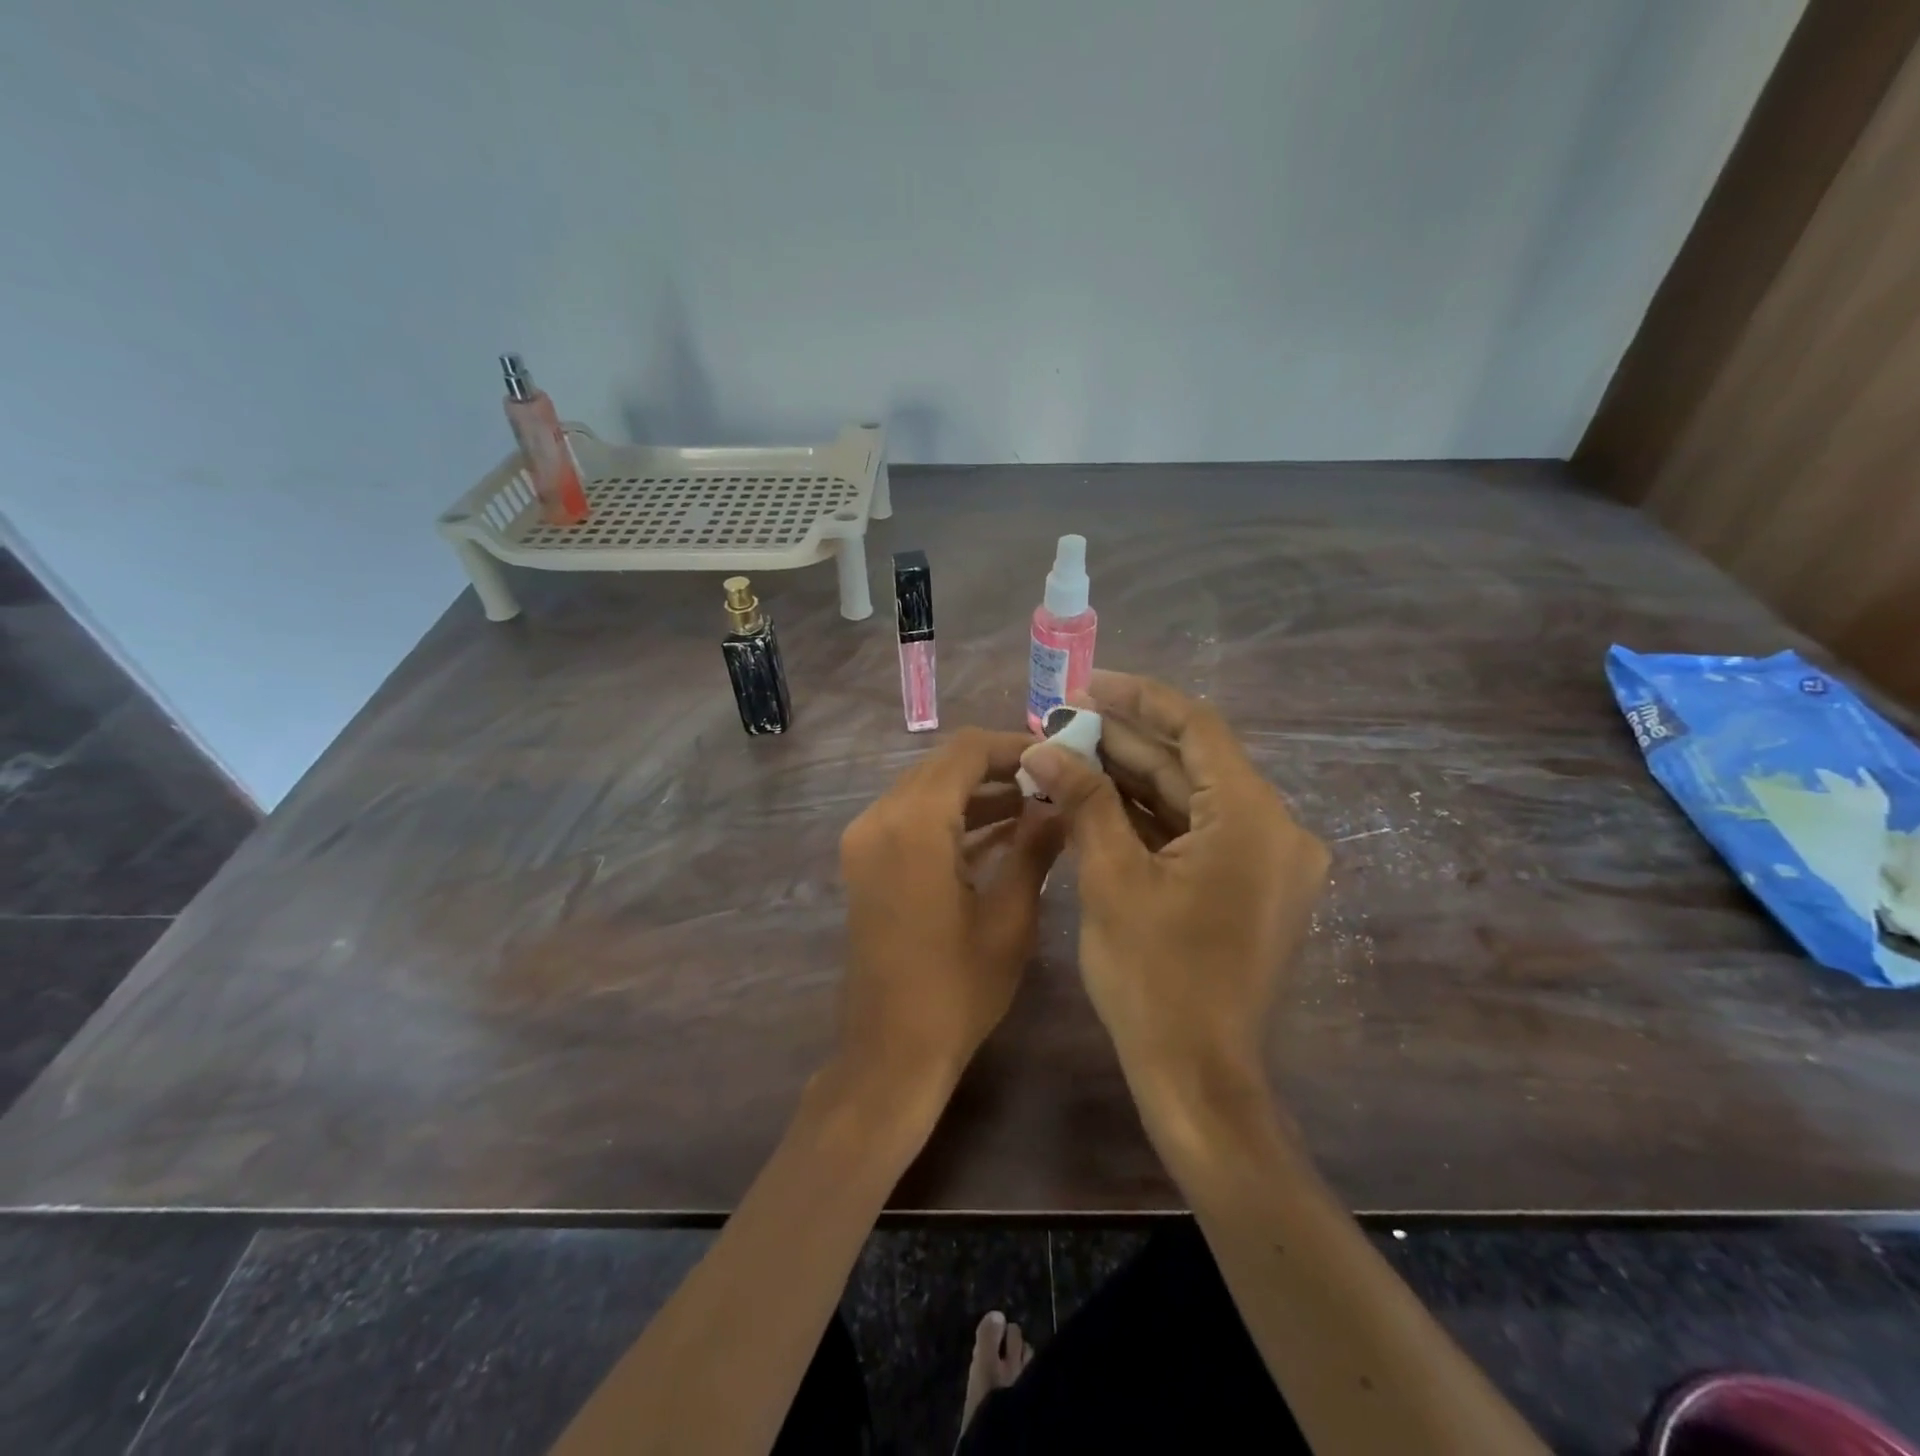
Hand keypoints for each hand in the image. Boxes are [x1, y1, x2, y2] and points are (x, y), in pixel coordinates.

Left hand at [835, 729, 1065, 1104]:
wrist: (890, 1051)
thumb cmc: (957, 989)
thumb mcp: (1010, 917)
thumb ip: (1034, 847)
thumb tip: (1059, 803)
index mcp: (915, 823)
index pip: (966, 751)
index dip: (1014, 746)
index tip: (1057, 757)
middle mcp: (880, 817)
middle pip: (943, 764)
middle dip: (998, 767)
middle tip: (1050, 781)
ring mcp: (866, 839)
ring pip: (927, 788)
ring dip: (975, 791)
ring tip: (1034, 805)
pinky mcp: (864, 860)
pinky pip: (911, 817)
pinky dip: (951, 816)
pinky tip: (998, 831)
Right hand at [1018, 672, 1327, 1128]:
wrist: (1197, 1079)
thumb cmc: (1154, 979)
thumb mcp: (1111, 879)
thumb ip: (1083, 800)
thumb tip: (1042, 747)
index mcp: (1253, 819)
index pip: (1197, 728)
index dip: (1139, 699)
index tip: (1087, 684)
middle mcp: (1274, 830)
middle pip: (1191, 763)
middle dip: (1124, 740)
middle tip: (1062, 721)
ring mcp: (1263, 862)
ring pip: (1189, 799)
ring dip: (1131, 777)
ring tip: (1068, 752)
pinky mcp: (1245, 887)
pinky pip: (1193, 833)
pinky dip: (1146, 816)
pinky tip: (1095, 798)